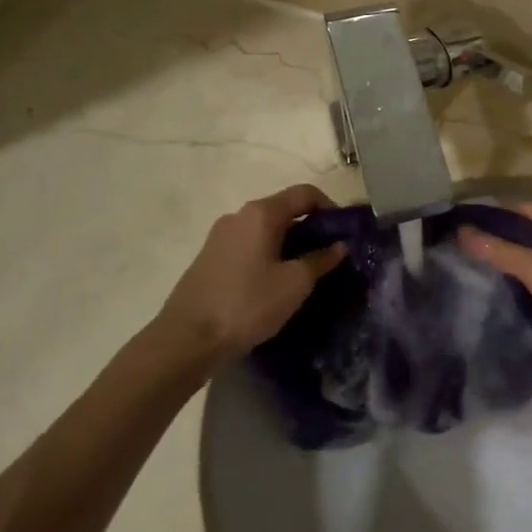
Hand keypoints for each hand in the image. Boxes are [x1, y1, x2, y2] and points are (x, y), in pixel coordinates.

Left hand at [154, 184, 345, 363]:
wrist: (187, 338)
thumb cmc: (247, 304)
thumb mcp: (295, 284)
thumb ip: (321, 260)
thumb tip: (340, 246)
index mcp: (262, 213)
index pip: (305, 193)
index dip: (330, 207)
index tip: (344, 232)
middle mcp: (239, 215)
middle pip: (284, 209)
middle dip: (311, 227)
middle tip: (329, 255)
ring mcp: (220, 235)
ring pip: (265, 229)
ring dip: (289, 242)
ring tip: (304, 271)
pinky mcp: (210, 256)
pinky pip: (249, 244)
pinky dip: (268, 253)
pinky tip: (274, 281)